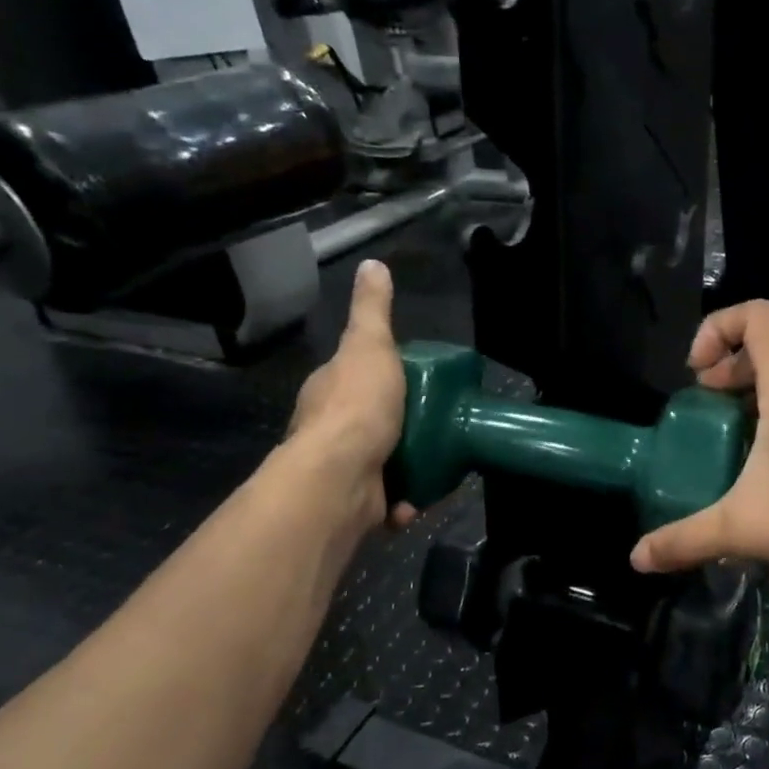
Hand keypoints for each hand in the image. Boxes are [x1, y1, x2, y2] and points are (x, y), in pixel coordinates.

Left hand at [287, 260, 414, 525]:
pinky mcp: (356, 504)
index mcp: (330, 391)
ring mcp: (342, 469)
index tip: (418, 384)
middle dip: (403, 428)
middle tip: (438, 426)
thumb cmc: (358, 406)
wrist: (341, 477)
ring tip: (438, 463)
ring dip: (410, 468)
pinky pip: (388, 501)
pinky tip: (418, 498)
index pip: (358, 378)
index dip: (386, 379)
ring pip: (383, 464)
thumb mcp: (370, 345)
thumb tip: (373, 264)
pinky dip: (405, 502)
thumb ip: (373, 310)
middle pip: (373, 423)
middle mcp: (329, 430)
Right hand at [630, 301, 768, 580]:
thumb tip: (639, 556)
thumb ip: (687, 538)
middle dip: (731, 358)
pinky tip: (768, 455)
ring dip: (755, 382)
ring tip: (731, 425)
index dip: (718, 328)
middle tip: (707, 398)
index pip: (756, 314)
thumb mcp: (745, 527)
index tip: (698, 374)